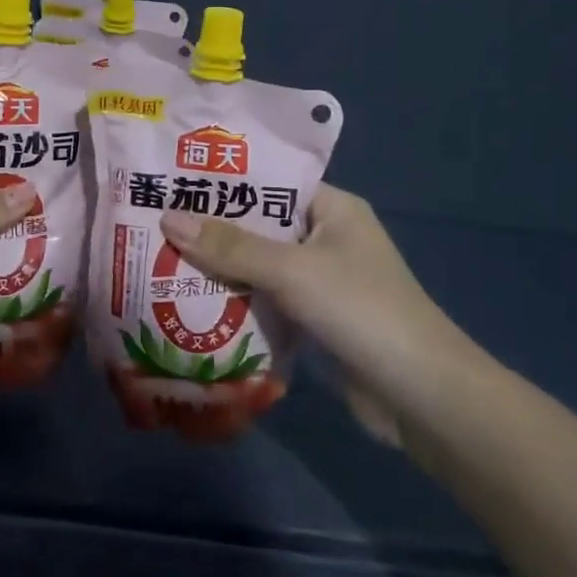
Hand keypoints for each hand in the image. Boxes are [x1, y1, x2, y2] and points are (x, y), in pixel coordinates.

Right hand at [159, 184, 474, 442]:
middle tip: (154, 221)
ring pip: (260, 265)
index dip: (224, 181)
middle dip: (213, 228)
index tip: (173, 180)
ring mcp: (322, 281)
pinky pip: (267, 299)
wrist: (421, 396)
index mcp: (332, 208)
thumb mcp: (291, 271)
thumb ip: (231, 246)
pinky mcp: (316, 319)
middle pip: (260, 225)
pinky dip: (237, 300)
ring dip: (220, 268)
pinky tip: (192, 302)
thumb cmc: (361, 310)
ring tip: (160, 257)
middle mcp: (327, 237)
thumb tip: (168, 218)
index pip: (270, 182)